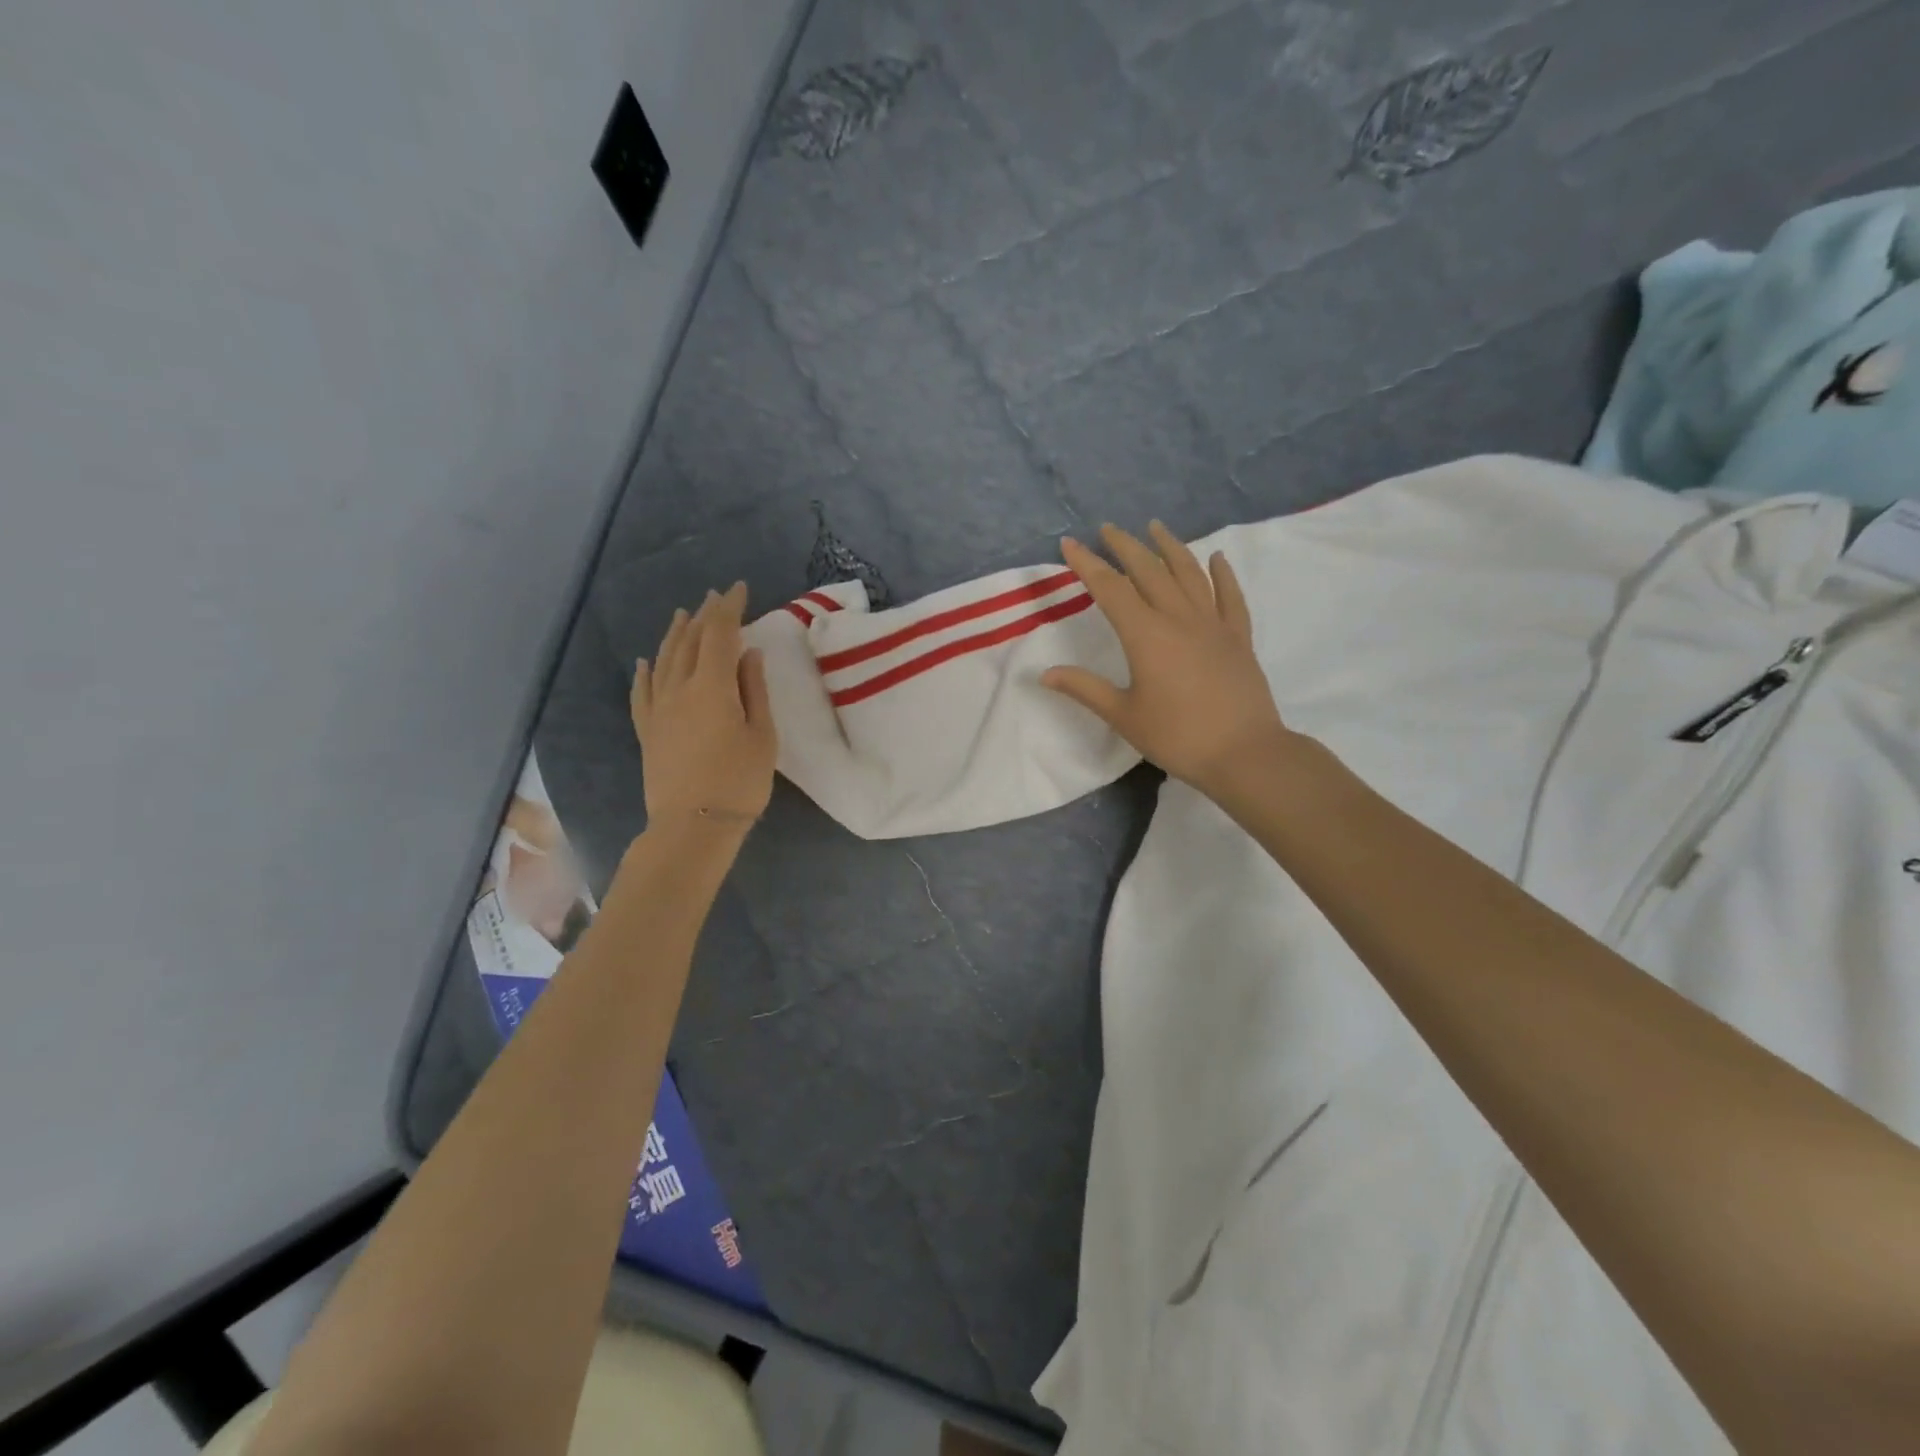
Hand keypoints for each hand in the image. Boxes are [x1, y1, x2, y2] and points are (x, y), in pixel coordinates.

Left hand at [631, 582, 777, 828]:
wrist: (693, 826)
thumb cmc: (739, 782)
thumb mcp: (762, 735)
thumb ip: (754, 690)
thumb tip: (748, 653)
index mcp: (712, 686)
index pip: (719, 634)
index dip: (728, 608)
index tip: (738, 589)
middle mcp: (679, 688)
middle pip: (689, 641)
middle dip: (703, 616)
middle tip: (715, 598)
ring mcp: (658, 709)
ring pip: (663, 660)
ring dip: (675, 634)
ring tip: (683, 615)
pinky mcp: (647, 730)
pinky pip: (642, 691)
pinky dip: (645, 672)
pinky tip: (646, 662)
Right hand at [1043, 522, 1298, 796]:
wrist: (1244, 753)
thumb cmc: (1177, 736)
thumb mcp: (1123, 716)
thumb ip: (1085, 689)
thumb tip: (1045, 674)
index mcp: (1146, 635)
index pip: (1110, 589)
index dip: (1087, 564)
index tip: (1069, 543)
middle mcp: (1178, 618)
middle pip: (1149, 571)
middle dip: (1125, 546)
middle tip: (1108, 529)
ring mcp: (1213, 625)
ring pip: (1189, 574)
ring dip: (1170, 547)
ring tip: (1155, 527)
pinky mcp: (1238, 638)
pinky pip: (1230, 597)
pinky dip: (1223, 574)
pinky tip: (1216, 558)